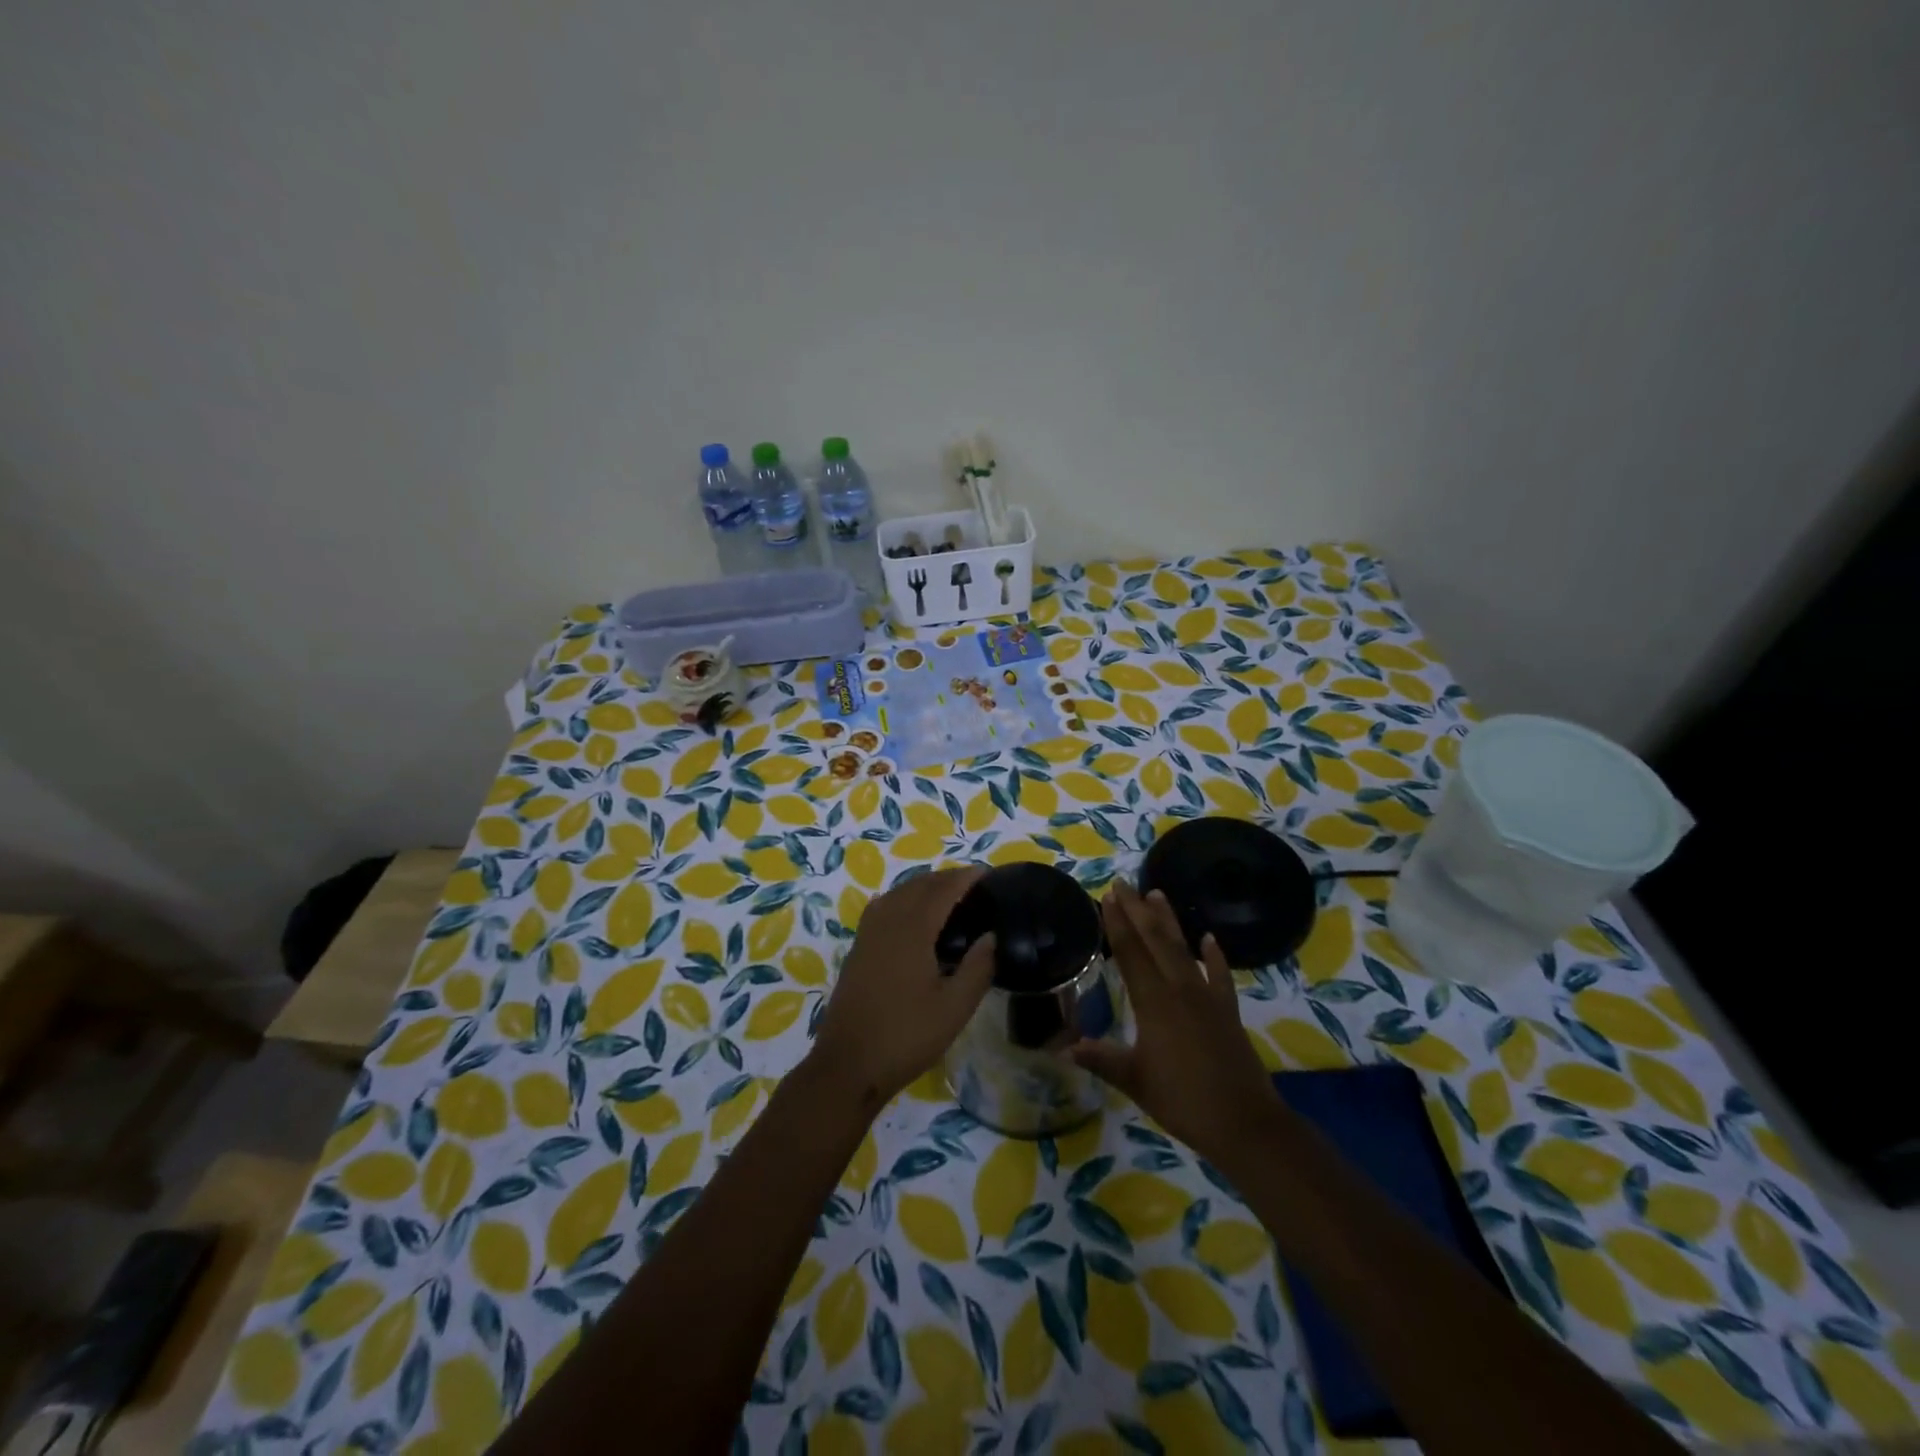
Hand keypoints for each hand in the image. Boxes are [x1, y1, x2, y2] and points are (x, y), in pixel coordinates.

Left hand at [808, 867, 996, 1107]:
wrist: (848, 1065)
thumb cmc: (906, 1037)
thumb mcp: (954, 1009)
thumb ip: (977, 968)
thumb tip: (992, 936)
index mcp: (912, 931)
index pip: (941, 891)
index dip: (964, 878)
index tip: (986, 873)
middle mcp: (887, 924)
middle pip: (917, 886)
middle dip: (944, 878)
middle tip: (971, 884)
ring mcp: (867, 936)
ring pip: (896, 894)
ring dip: (921, 886)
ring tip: (945, 894)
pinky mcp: (857, 951)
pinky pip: (881, 909)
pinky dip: (900, 900)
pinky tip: (907, 914)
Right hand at [1072, 880, 1282, 1167]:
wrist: (1244, 1123)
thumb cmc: (1183, 1100)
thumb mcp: (1134, 1080)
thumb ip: (1101, 1059)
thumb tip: (1064, 1048)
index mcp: (1154, 1002)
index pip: (1131, 953)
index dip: (1117, 924)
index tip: (1107, 897)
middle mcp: (1180, 989)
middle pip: (1155, 941)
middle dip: (1137, 910)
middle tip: (1123, 883)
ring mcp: (1207, 997)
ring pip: (1183, 949)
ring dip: (1169, 921)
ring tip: (1157, 894)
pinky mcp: (1227, 1010)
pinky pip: (1219, 975)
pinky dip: (1213, 956)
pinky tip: (1209, 939)